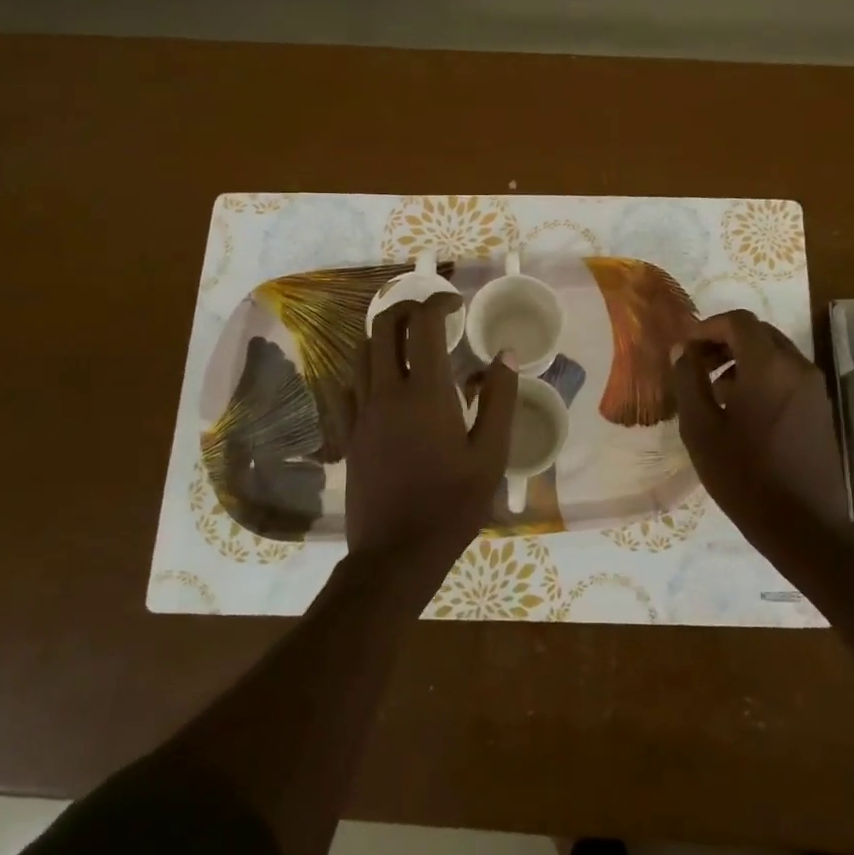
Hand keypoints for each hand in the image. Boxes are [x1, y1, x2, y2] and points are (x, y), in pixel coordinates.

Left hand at [344, 295, 516, 575]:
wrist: (397, 552)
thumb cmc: (453, 504)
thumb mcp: (491, 454)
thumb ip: (499, 399)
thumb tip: (505, 355)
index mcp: (425, 393)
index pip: (423, 324)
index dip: (439, 302)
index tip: (457, 303)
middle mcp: (386, 392)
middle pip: (383, 327)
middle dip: (407, 308)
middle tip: (432, 314)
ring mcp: (361, 412)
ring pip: (362, 353)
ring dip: (385, 336)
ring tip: (410, 343)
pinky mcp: (348, 434)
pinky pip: (349, 386)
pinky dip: (367, 371)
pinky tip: (385, 383)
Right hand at [671, 311, 849, 549]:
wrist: (804, 525)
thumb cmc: (744, 475)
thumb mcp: (701, 429)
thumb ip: (688, 381)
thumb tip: (683, 349)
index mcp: (768, 366)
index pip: (738, 321)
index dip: (707, 327)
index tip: (685, 348)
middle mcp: (797, 367)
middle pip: (759, 333)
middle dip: (724, 341)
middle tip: (697, 366)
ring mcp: (814, 388)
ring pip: (774, 354)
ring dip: (743, 359)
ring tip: (715, 392)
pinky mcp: (820, 408)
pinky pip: (787, 375)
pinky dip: (762, 376)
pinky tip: (742, 411)